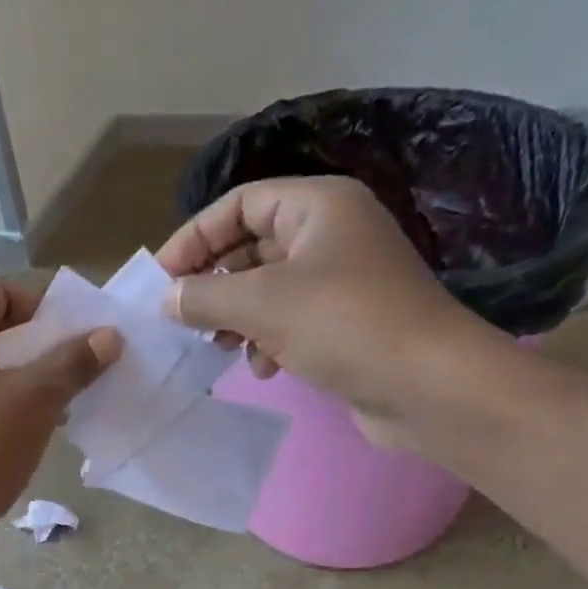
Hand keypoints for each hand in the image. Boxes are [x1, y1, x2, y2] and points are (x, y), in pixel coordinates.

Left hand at [0, 280, 117, 566]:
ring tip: (65, 400)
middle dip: (37, 346)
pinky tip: (36, 432)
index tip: (77, 332)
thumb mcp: (35, 399)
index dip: (40, 306)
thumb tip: (109, 336)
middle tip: (77, 366)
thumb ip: (73, 362)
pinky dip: (3, 409)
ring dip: (24, 381)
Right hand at [157, 176, 498, 442]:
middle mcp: (331, 233)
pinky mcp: (346, 321)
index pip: (239, 204)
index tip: (161, 279)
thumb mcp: (261, 304)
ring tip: (217, 348)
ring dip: (236, 318)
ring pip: (267, 288)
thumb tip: (166, 298)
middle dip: (214, 284)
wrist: (426, 384)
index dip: (194, 237)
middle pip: (251, 246)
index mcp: (317, 206)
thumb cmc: (343, 324)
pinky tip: (262, 368)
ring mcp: (341, 279)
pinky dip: (267, 340)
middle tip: (182, 318)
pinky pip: (290, 320)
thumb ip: (204, 296)